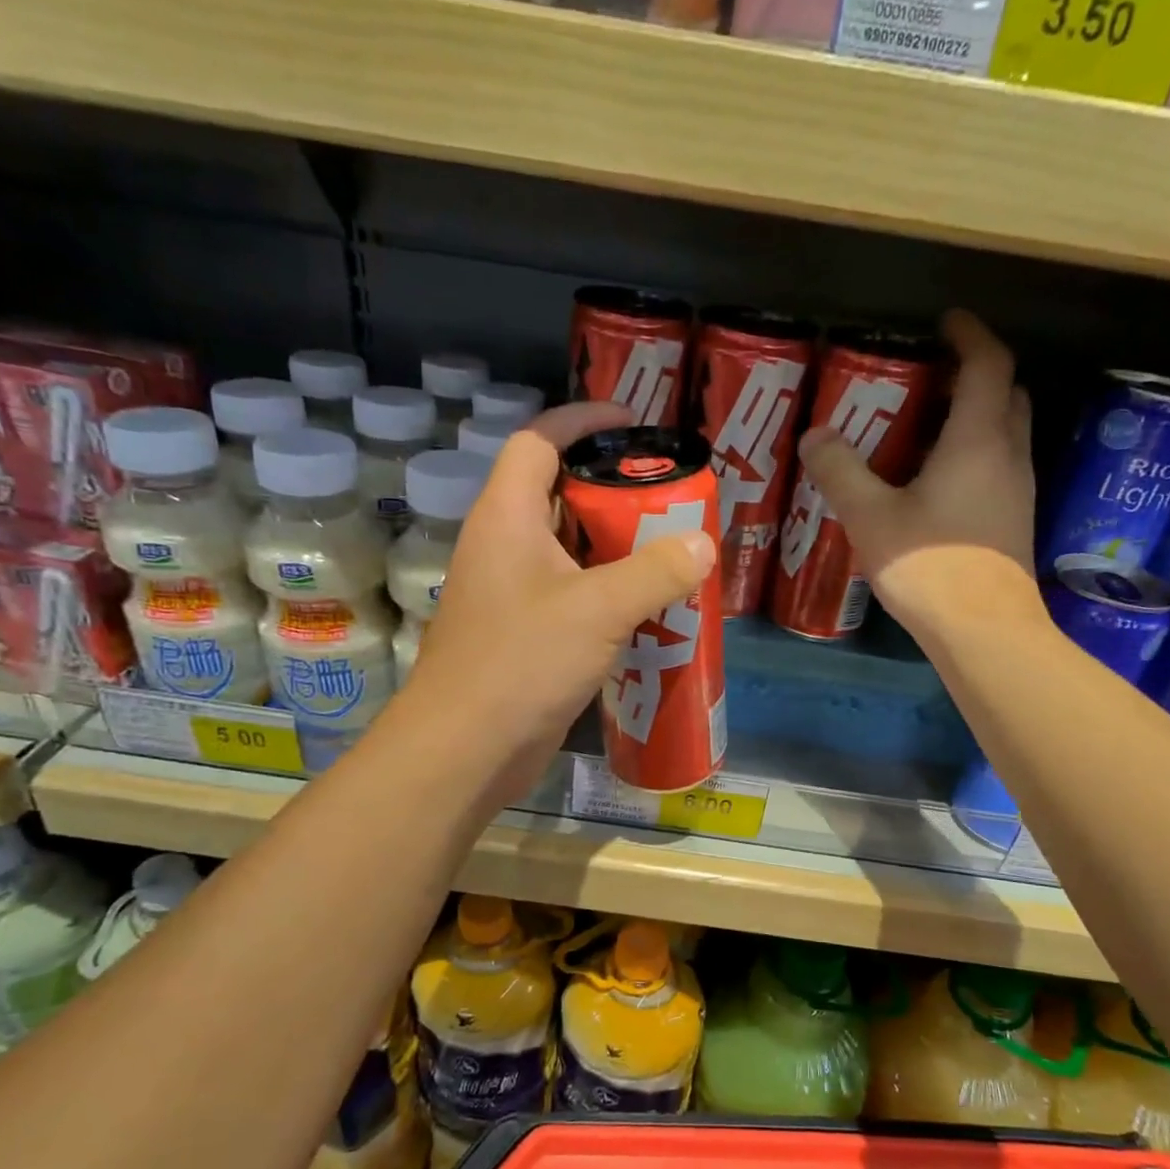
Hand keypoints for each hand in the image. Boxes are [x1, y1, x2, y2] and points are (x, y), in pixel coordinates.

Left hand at [403, 402, 716, 806]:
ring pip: (570, 550)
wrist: (466, 749)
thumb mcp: (598, 609)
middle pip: (560, 494)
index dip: (582, 420)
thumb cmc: (522, 663)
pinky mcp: (526, 634)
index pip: (539, 441)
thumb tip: (703, 543)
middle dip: (614, 489)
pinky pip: (573, 594)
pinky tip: (650, 607)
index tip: (634, 423)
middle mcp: (506, 545)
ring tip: (673, 547)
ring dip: (617, 546)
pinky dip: (609, 591)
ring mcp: (513, 593)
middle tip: (671, 497)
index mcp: (508, 517)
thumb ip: (655, 571)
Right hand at [795, 310, 1045, 641]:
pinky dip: (972, 454)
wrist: (983, 631)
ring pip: (1004, 432)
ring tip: (922, 428)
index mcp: (978, 439)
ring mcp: (1017, 490)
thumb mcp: (871, 517)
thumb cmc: (929, 566)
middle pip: (1006, 394)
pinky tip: (932, 483)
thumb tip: (815, 435)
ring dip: (973, 416)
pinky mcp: (1012, 522)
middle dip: (974, 374)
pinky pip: (997, 466)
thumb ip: (841, 472)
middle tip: (929, 378)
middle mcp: (1008, 455)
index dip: (969, 334)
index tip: (945, 322)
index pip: (988, 363)